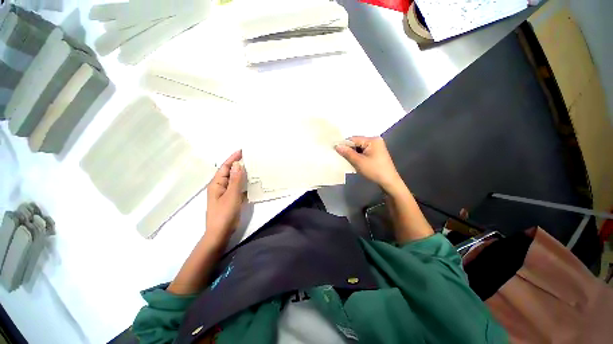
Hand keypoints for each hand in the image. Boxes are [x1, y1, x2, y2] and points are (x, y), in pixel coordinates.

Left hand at [205, 150, 245, 245]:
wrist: (220, 233)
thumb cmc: (224, 213)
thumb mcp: (231, 195)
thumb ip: (235, 180)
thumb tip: (238, 164)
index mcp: (216, 184)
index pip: (225, 167)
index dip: (233, 158)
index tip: (242, 151)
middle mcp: (220, 186)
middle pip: (229, 172)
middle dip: (238, 164)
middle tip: (250, 158)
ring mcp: (225, 193)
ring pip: (234, 180)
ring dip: (242, 173)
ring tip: (252, 167)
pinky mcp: (230, 199)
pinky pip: (237, 187)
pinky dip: (243, 183)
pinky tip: (251, 181)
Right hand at [335, 136, 401, 192]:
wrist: (389, 181)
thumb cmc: (374, 170)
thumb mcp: (358, 162)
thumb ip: (347, 153)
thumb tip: (337, 146)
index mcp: (372, 140)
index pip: (354, 139)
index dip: (344, 145)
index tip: (336, 150)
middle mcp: (375, 141)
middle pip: (356, 143)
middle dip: (349, 150)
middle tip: (341, 157)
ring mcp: (376, 147)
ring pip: (359, 148)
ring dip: (353, 154)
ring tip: (347, 160)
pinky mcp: (376, 153)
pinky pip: (363, 152)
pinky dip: (358, 156)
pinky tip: (354, 162)